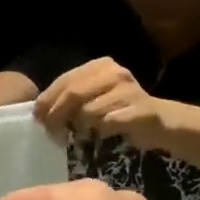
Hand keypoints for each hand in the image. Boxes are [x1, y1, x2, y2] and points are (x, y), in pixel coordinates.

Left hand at [34, 57, 171, 148]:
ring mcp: (130, 90)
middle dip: (57, 115)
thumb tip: (39, 111)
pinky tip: (105, 133)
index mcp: (100, 65)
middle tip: (52, 133)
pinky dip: (100, 132)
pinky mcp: (140, 111)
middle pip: (73, 94)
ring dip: (81, 127)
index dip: (48, 100)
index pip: (65, 80)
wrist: (161, 123)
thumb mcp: (92, 97)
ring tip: (86, 132)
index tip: (38, 117)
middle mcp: (115, 73)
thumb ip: (68, 97)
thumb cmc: (118, 111)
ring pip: (88, 111)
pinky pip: (107, 123)